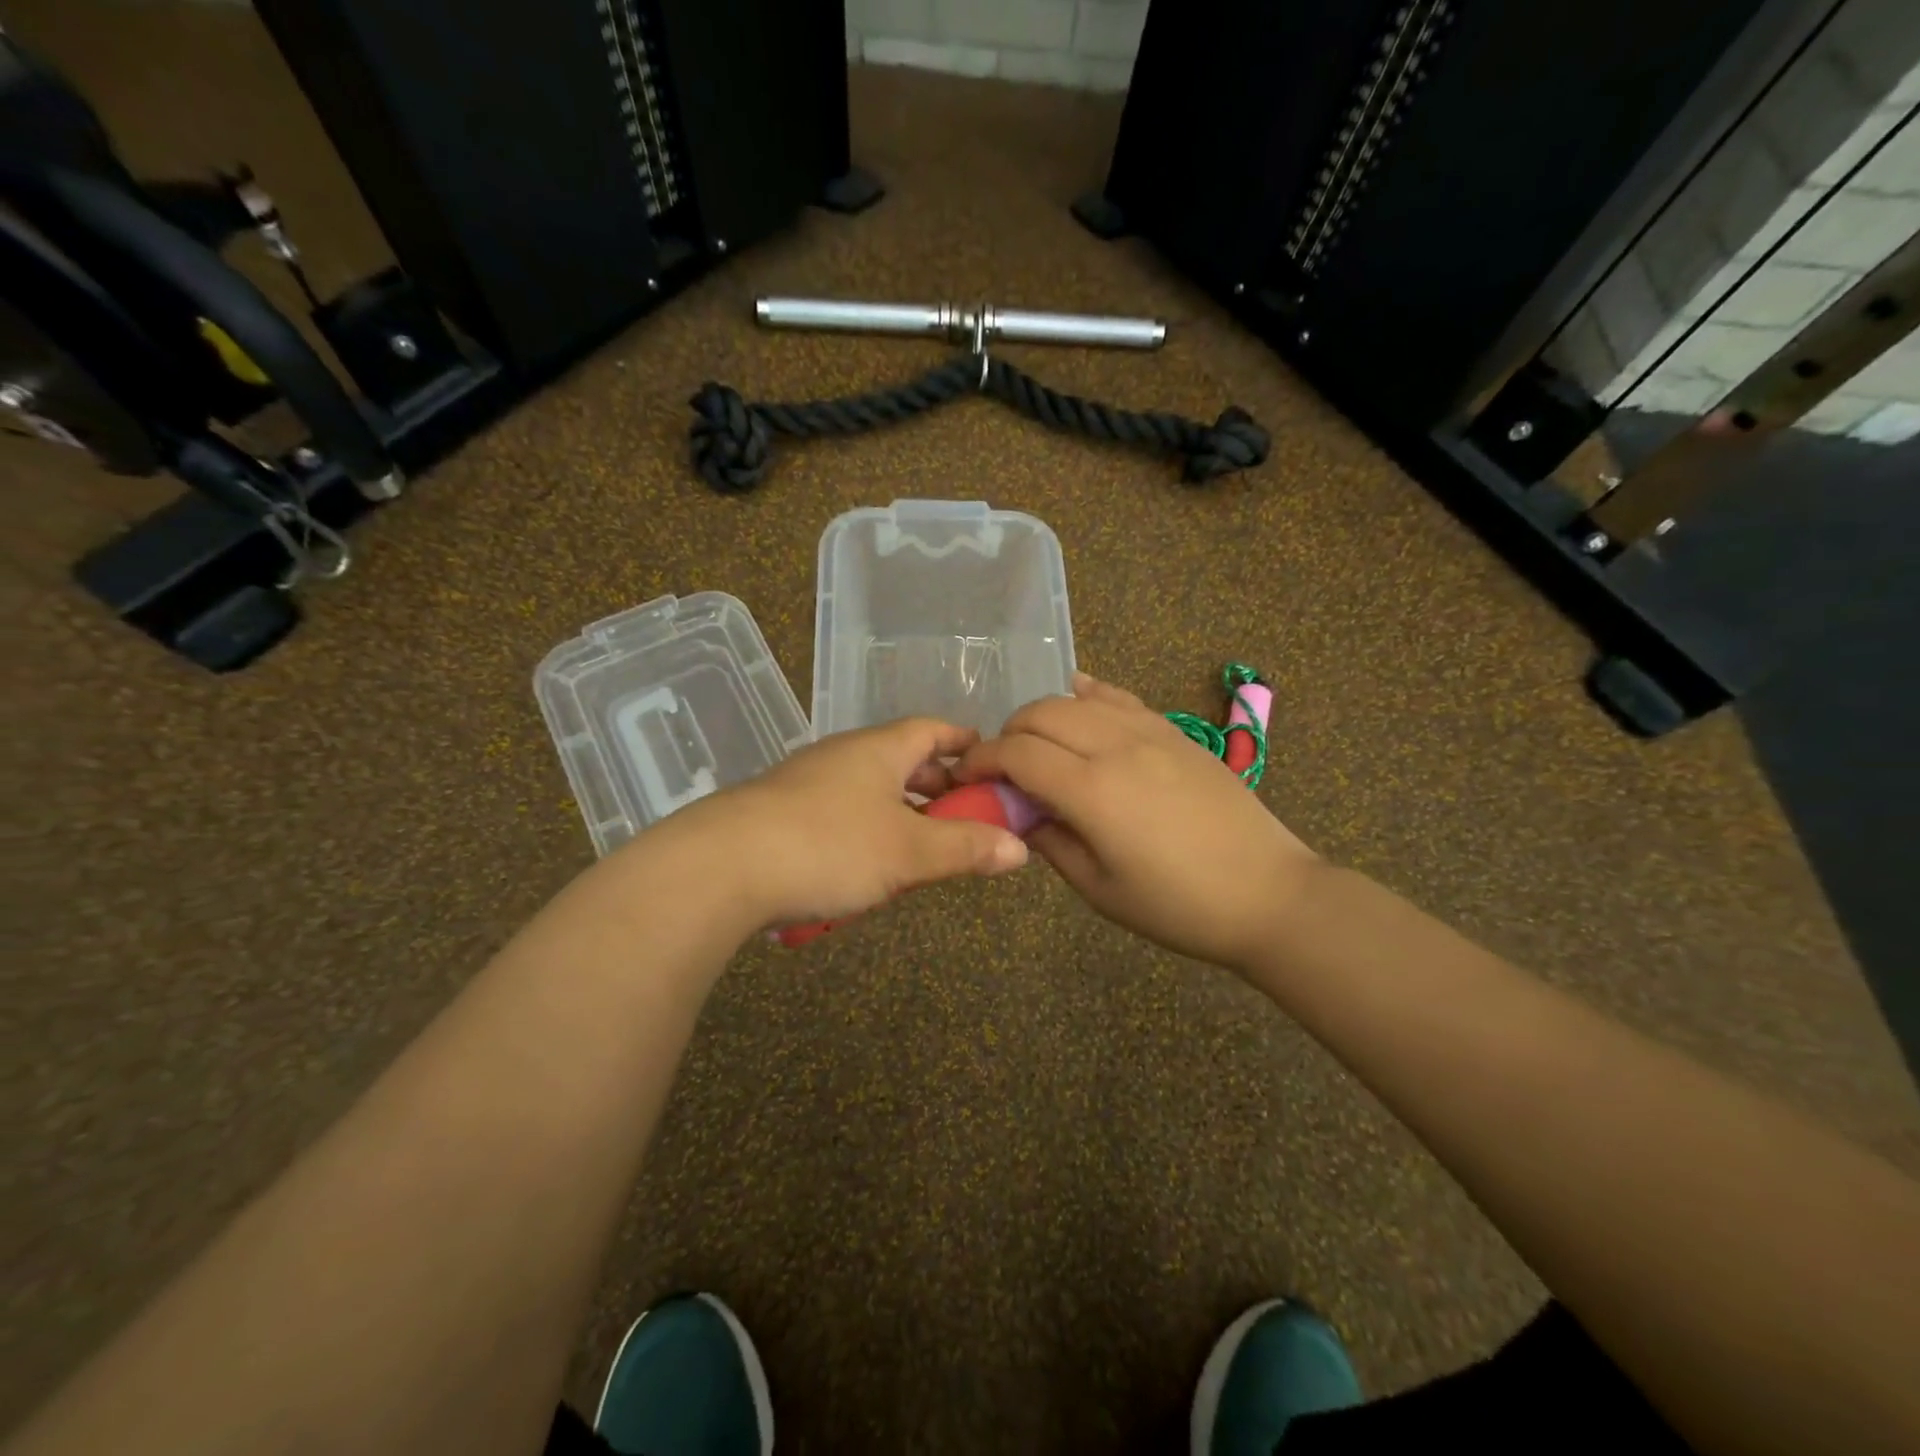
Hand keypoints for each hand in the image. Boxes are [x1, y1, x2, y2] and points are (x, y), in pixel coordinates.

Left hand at [655, 717, 1029, 927]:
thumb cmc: (829, 846)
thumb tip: (1020, 848)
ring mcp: (805, 782)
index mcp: (878, 749)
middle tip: (963, 813)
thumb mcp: (908, 852)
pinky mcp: (778, 813)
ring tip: (919, 846)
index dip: (962, 741)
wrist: (720, 866)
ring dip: (897, 811)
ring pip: (866, 788)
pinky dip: (862, 830)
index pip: (931, 729)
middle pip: (900, 758)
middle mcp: (842, 755)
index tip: (987, 759)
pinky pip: (836, 813)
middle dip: (934, 784)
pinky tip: (863, 868)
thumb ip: (965, 848)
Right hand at [954, 671, 1319, 972]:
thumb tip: (1020, 814)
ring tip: (1038, 745)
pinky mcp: (1174, 731)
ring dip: (1044, 716)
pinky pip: (1120, 698)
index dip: (982, 760)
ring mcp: (1150, 731)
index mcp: (1092, 790)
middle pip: (1041, 714)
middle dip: (1008, 733)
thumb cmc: (1177, 906)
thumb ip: (1050, 842)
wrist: (1269, 894)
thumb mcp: (1099, 889)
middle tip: (1003, 768)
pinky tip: (1079, 697)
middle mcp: (1116, 746)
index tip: (967, 776)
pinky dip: (1089, 695)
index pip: (1017, 753)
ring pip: (1077, 699)